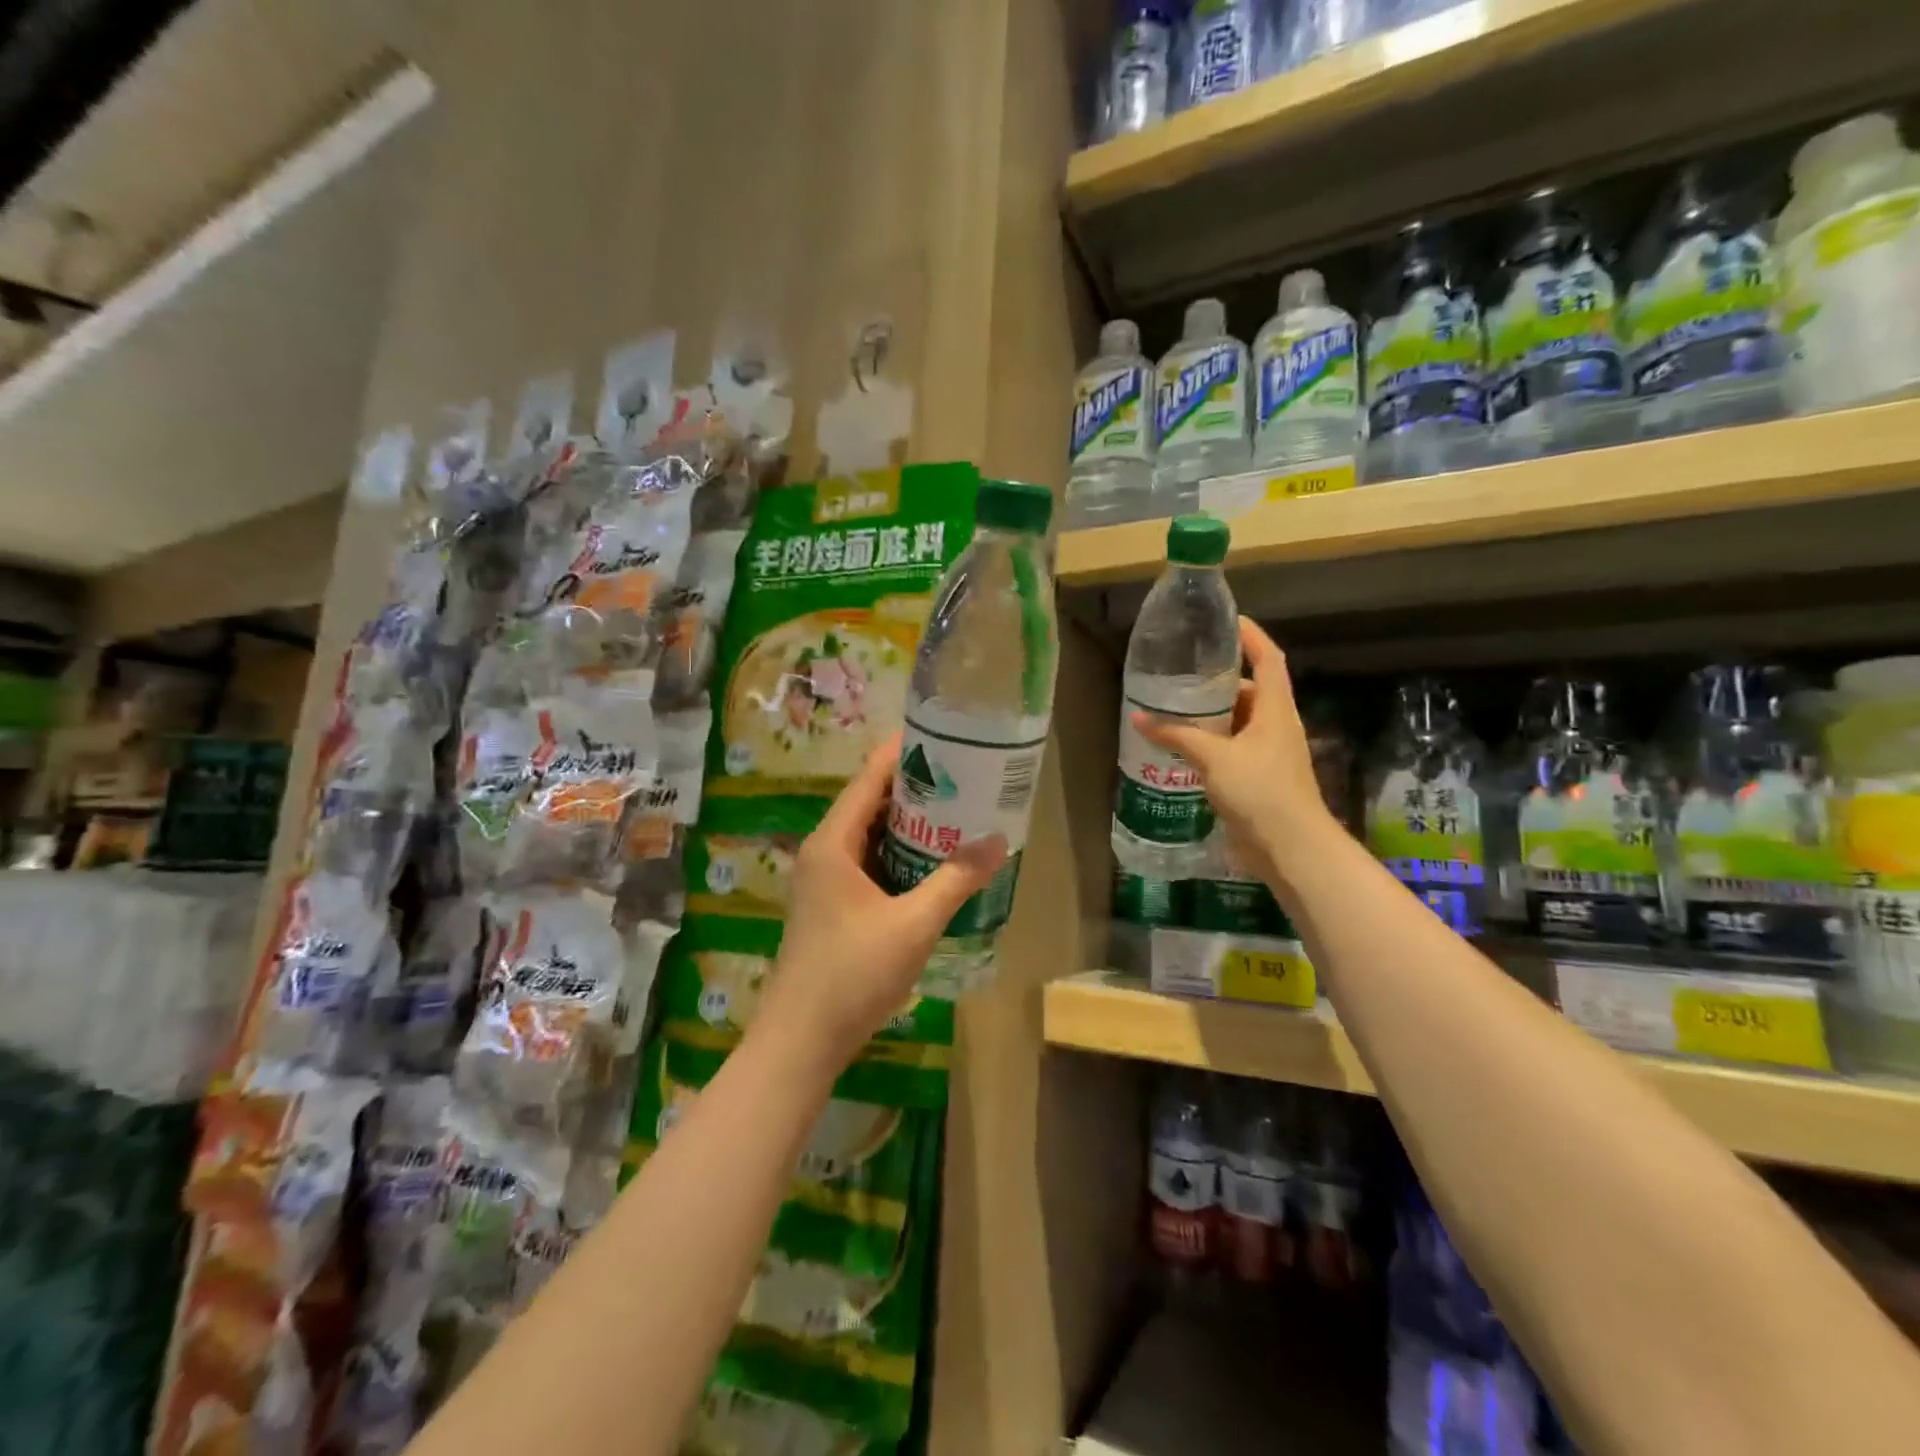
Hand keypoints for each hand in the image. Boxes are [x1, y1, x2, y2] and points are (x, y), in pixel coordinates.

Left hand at [755, 733, 1007, 1068]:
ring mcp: (825, 880)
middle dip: (916, 788)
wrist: (801, 1040)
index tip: (944, 735)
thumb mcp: (914, 924)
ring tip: (958, 812)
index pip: (870, 777)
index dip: (904, 752)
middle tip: (964, 776)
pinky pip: (869, 863)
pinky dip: (899, 854)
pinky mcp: (832, 905)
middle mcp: (824, 851)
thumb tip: (998, 840)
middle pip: (870, 802)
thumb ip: (956, 880)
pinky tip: (933, 862)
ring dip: (909, 824)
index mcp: (833, 842)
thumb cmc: (852, 973)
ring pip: (870, 835)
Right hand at [1134, 617, 1336, 884]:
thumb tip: (1139, 717)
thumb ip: (1177, 735)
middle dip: (1217, 682)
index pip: (1268, 658)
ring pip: (1237, 723)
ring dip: (1209, 717)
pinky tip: (1181, 748)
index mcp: (1275, 709)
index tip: (1225, 621)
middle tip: (1180, 674)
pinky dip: (1209, 744)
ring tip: (1173, 708)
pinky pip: (1231, 749)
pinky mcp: (1258, 778)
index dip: (1250, 635)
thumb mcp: (1215, 758)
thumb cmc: (1260, 791)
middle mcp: (1275, 725)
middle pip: (1249, 690)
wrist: (1291, 848)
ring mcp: (1268, 753)